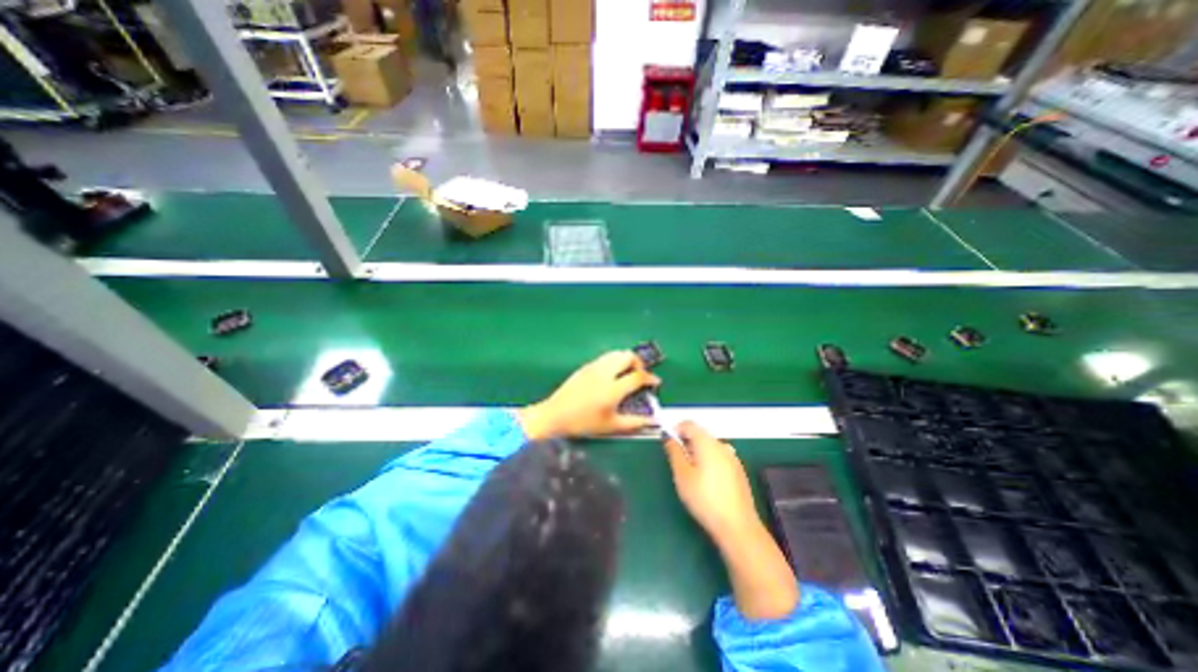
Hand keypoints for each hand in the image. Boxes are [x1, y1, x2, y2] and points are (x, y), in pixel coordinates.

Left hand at [518, 352, 657, 439]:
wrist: (554, 415)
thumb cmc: (583, 423)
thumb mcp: (611, 426)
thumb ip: (635, 423)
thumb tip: (653, 421)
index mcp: (612, 388)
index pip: (638, 376)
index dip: (650, 378)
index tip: (655, 382)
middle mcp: (604, 373)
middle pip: (628, 356)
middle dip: (639, 363)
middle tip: (640, 375)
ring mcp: (593, 367)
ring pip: (616, 353)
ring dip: (626, 360)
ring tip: (628, 373)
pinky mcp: (585, 366)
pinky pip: (605, 357)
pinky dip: (615, 361)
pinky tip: (612, 374)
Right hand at [661, 423, 799, 620]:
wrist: (737, 526)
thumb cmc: (704, 498)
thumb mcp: (682, 475)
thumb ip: (674, 452)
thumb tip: (669, 437)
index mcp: (707, 443)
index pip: (689, 424)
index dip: (676, 429)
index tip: (668, 442)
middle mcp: (722, 445)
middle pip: (701, 434)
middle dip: (687, 441)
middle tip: (677, 459)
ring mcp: (732, 458)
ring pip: (710, 446)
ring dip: (698, 451)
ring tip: (690, 471)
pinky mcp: (738, 471)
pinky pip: (719, 457)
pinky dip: (709, 460)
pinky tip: (706, 480)